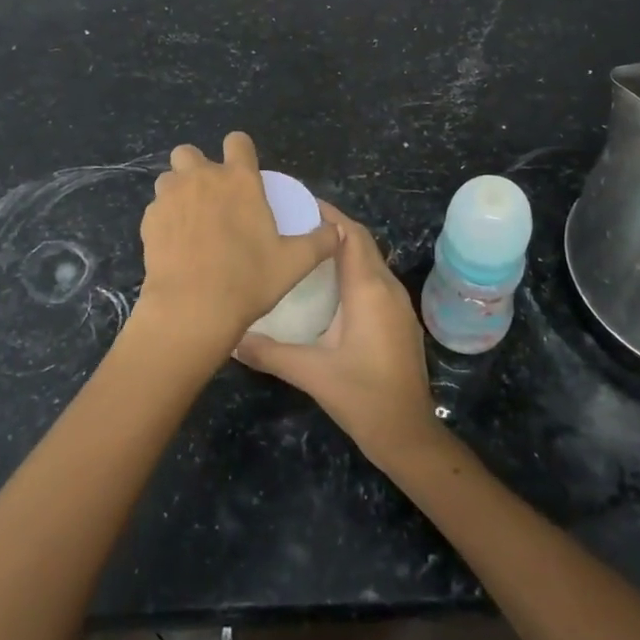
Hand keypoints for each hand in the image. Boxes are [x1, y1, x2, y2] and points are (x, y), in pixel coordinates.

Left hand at [135, 133, 338, 356]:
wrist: (192, 308)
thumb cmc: (248, 280)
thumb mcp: (294, 263)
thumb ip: (319, 242)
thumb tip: (337, 232)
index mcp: (239, 180)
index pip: (237, 141)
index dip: (240, 151)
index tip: (243, 171)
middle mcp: (202, 178)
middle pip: (190, 152)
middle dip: (197, 167)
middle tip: (210, 197)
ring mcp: (171, 197)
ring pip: (168, 178)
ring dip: (177, 191)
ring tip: (189, 219)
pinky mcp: (149, 220)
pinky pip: (155, 208)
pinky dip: (164, 219)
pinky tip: (174, 244)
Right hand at [234, 202, 444, 467]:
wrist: (408, 435)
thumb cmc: (362, 397)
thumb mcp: (311, 373)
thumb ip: (269, 352)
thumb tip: (231, 338)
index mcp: (368, 290)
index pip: (350, 235)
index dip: (327, 215)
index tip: (296, 204)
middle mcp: (387, 288)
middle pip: (361, 242)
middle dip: (332, 226)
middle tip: (294, 222)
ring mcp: (398, 304)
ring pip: (370, 259)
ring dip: (343, 247)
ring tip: (305, 246)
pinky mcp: (399, 320)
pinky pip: (375, 278)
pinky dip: (353, 267)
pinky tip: (328, 283)